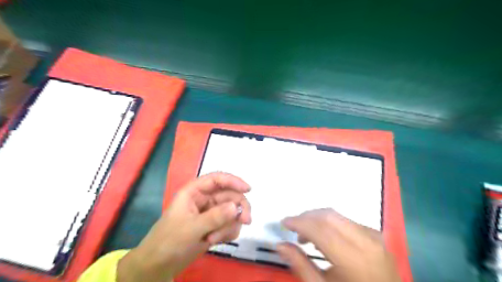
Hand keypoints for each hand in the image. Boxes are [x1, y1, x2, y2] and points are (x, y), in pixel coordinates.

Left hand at [118, 172, 250, 281]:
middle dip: (238, 208)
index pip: (217, 179)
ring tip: (215, 239)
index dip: (233, 181)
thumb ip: (215, 217)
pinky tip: (216, 242)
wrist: (159, 266)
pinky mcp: (215, 226)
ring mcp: (211, 213)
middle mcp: (205, 199)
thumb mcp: (191, 229)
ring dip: (229, 225)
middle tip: (245, 221)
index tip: (248, 190)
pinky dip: (228, 233)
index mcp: (195, 192)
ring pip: (232, 211)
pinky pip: (230, 224)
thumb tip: (236, 207)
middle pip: (230, 195)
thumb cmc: (169, 242)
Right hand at [275, 208, 400, 281]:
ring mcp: (374, 235)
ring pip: (337, 215)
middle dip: (306, 217)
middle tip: (294, 229)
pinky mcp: (375, 234)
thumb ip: (300, 265)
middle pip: (328, 216)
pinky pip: (346, 220)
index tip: (284, 222)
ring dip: (317, 220)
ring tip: (307, 237)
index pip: (320, 229)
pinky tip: (325, 238)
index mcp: (354, 259)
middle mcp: (366, 240)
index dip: (299, 222)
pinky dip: (330, 224)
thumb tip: (280, 245)